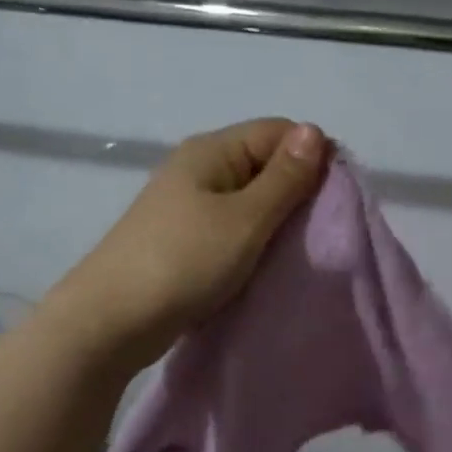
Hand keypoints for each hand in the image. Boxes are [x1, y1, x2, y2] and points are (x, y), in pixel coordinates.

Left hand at [60, 118, 328, 367]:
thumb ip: (284, 178)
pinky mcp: (183, 241)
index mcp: (211, 150)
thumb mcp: (245, 219)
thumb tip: (315, 130)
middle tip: (323, 231)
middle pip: (263, 165)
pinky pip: (231, 230)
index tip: (338, 199)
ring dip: (276, 222)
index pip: (278, 132)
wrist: (113, 321)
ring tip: (298, 251)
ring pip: (248, 201)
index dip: (313, 156)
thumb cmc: (184, 262)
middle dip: (297, 192)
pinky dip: (253, 243)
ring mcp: (187, 207)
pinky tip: (266, 265)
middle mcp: (198, 170)